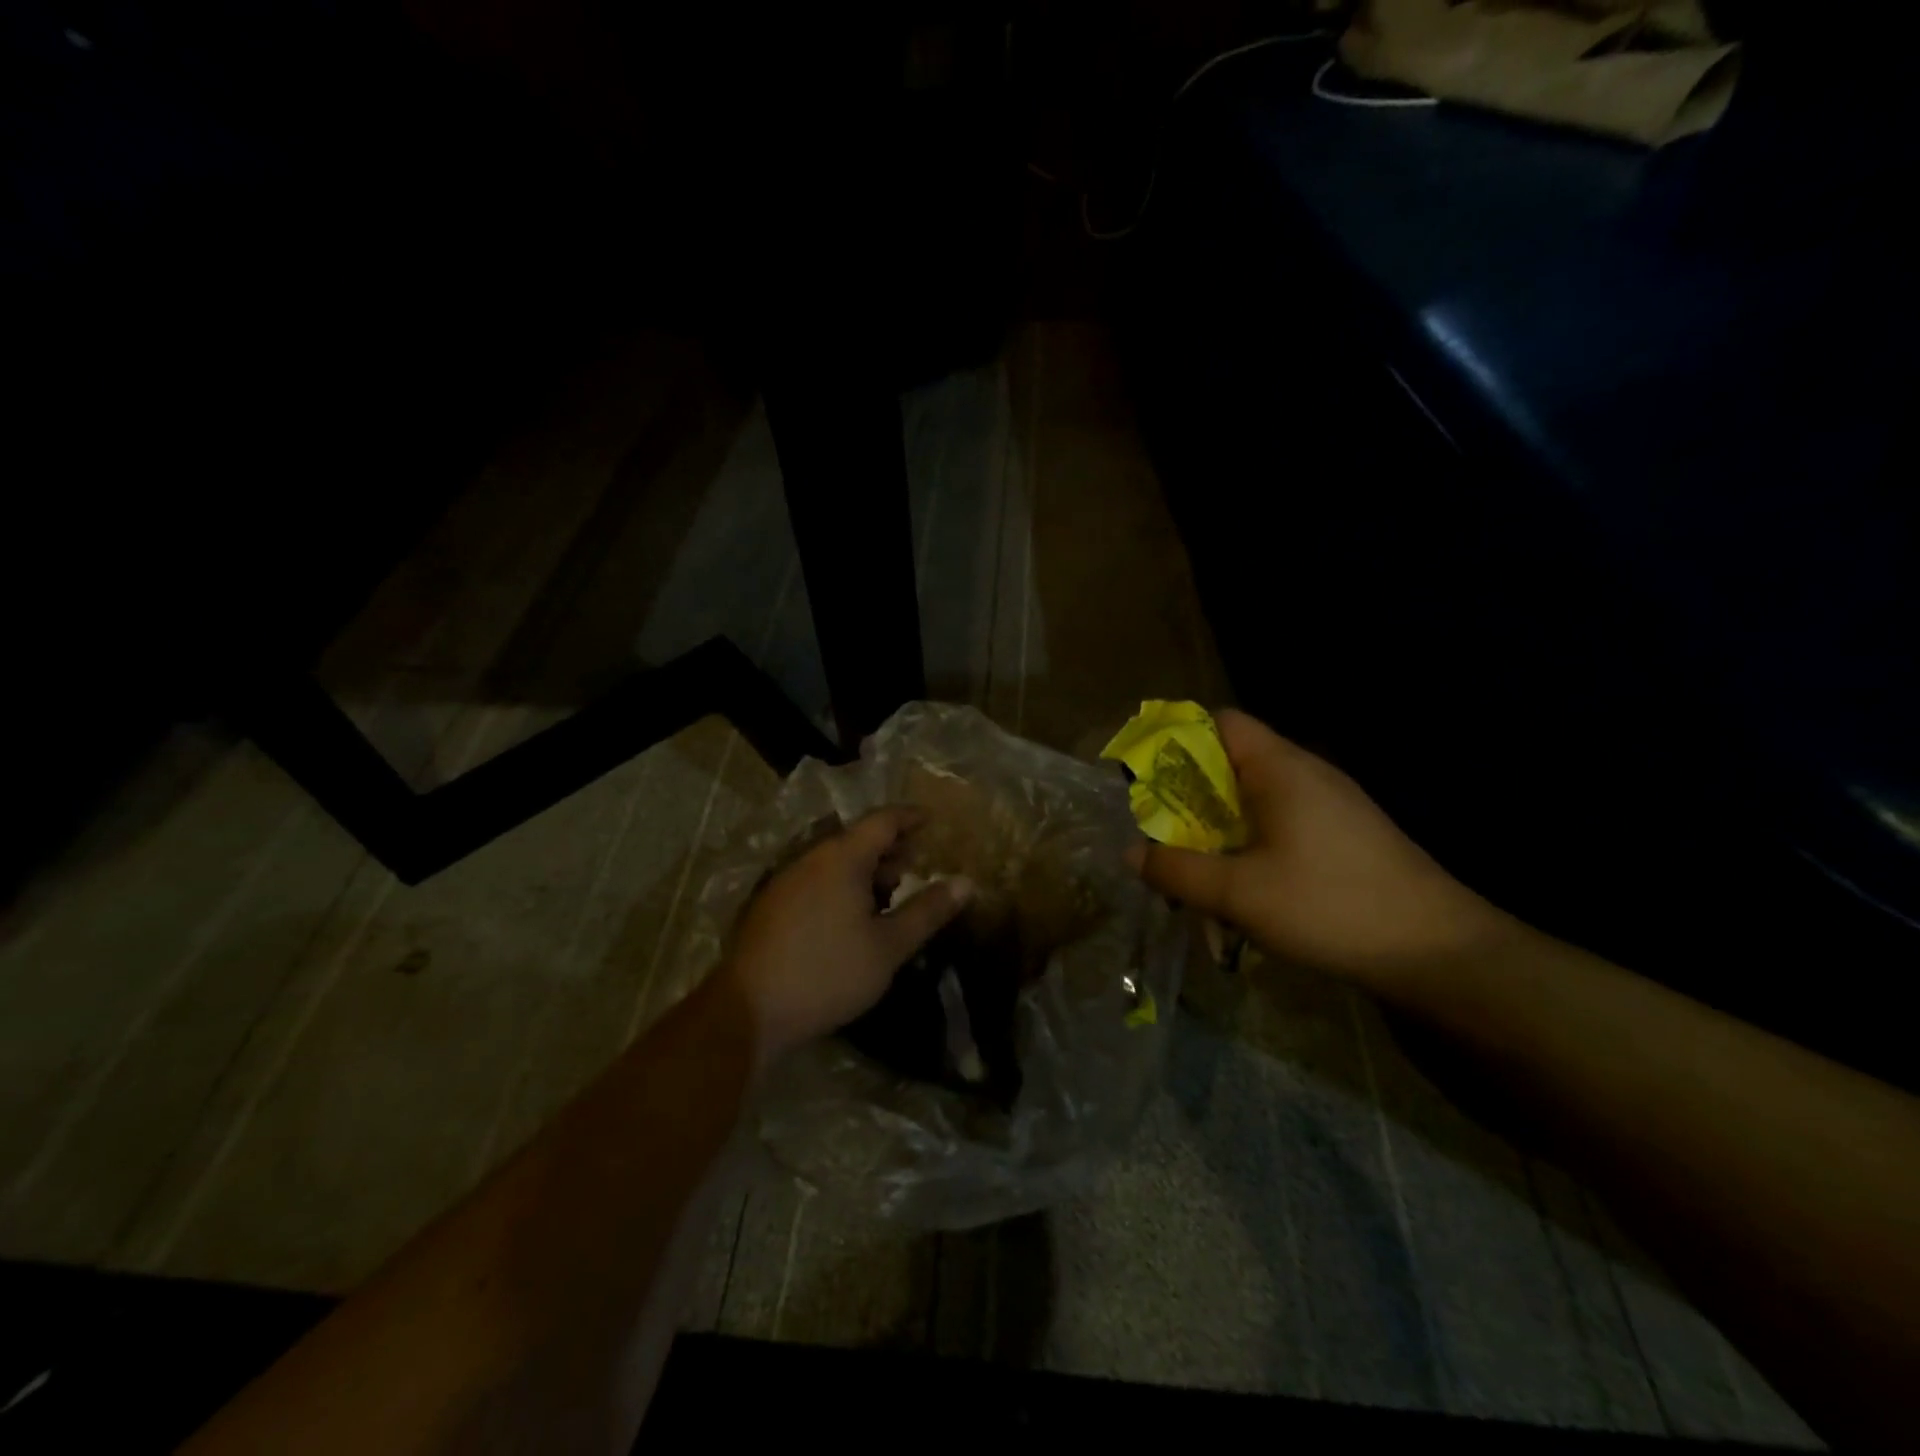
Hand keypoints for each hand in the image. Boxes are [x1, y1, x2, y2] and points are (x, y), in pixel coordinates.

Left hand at [720, 807, 972, 1063]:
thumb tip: (966, 882)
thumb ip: (927, 910)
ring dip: (866, 869)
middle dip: (891, 847)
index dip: (911, 817)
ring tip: (890, 894)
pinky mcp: (772, 905)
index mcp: (842, 858)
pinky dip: (842, 884)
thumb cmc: (829, 972)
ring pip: (835, 861)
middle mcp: (812, 858)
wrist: (750, 1010)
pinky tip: (852, 917)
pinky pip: (816, 879)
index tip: (933, 822)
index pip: (883, 820)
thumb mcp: (889, 946)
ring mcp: (786, 880)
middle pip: (858, 838)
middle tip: (917, 865)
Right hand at [1129, 710, 1506, 984]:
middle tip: (1160, 830)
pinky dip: (1250, 839)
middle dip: (1191, 792)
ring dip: (1220, 823)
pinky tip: (1244, 883)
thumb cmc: (1331, 905)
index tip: (1147, 776)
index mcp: (1280, 768)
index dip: (1179, 738)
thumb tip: (1132, 853)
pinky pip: (1281, 820)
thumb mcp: (1240, 893)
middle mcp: (1306, 773)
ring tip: (1195, 863)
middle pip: (1233, 760)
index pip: (1221, 722)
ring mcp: (1331, 803)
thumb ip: (1179, 870)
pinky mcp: (1345, 834)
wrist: (1438, 951)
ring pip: (1256, 795)